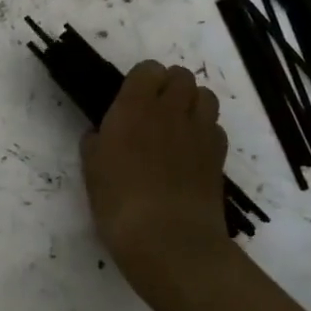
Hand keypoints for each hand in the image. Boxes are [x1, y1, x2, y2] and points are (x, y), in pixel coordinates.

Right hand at [80, 62, 237, 310]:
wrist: (169, 240)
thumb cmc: (119, 202)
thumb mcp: (92, 169)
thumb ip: (96, 143)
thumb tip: (101, 134)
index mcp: (135, 107)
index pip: (148, 69)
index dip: (142, 79)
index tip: (131, 98)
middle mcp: (171, 110)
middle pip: (182, 76)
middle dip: (170, 86)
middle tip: (154, 110)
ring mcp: (200, 132)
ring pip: (206, 96)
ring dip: (192, 103)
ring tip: (177, 126)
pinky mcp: (218, 156)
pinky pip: (216, 128)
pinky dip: (205, 132)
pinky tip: (191, 153)